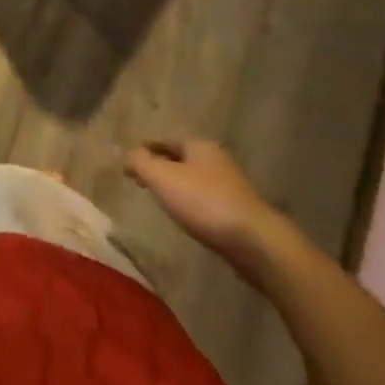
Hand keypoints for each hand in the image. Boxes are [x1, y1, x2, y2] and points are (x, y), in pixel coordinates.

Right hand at [124, 139, 284, 281]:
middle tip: (143, 180)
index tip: (130, 162)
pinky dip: (193, 204)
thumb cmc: (204, 202)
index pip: (165, 140)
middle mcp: (217, 160)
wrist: (256, 243)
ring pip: (195, 180)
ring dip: (178, 186)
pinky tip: (187, 217)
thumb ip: (140, 162)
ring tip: (162, 199)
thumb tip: (128, 155)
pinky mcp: (240, 212)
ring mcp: (232, 187)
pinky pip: (207, 200)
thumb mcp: (162, 177)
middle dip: (162, 167)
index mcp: (199, 145)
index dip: (145, 149)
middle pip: (181, 159)